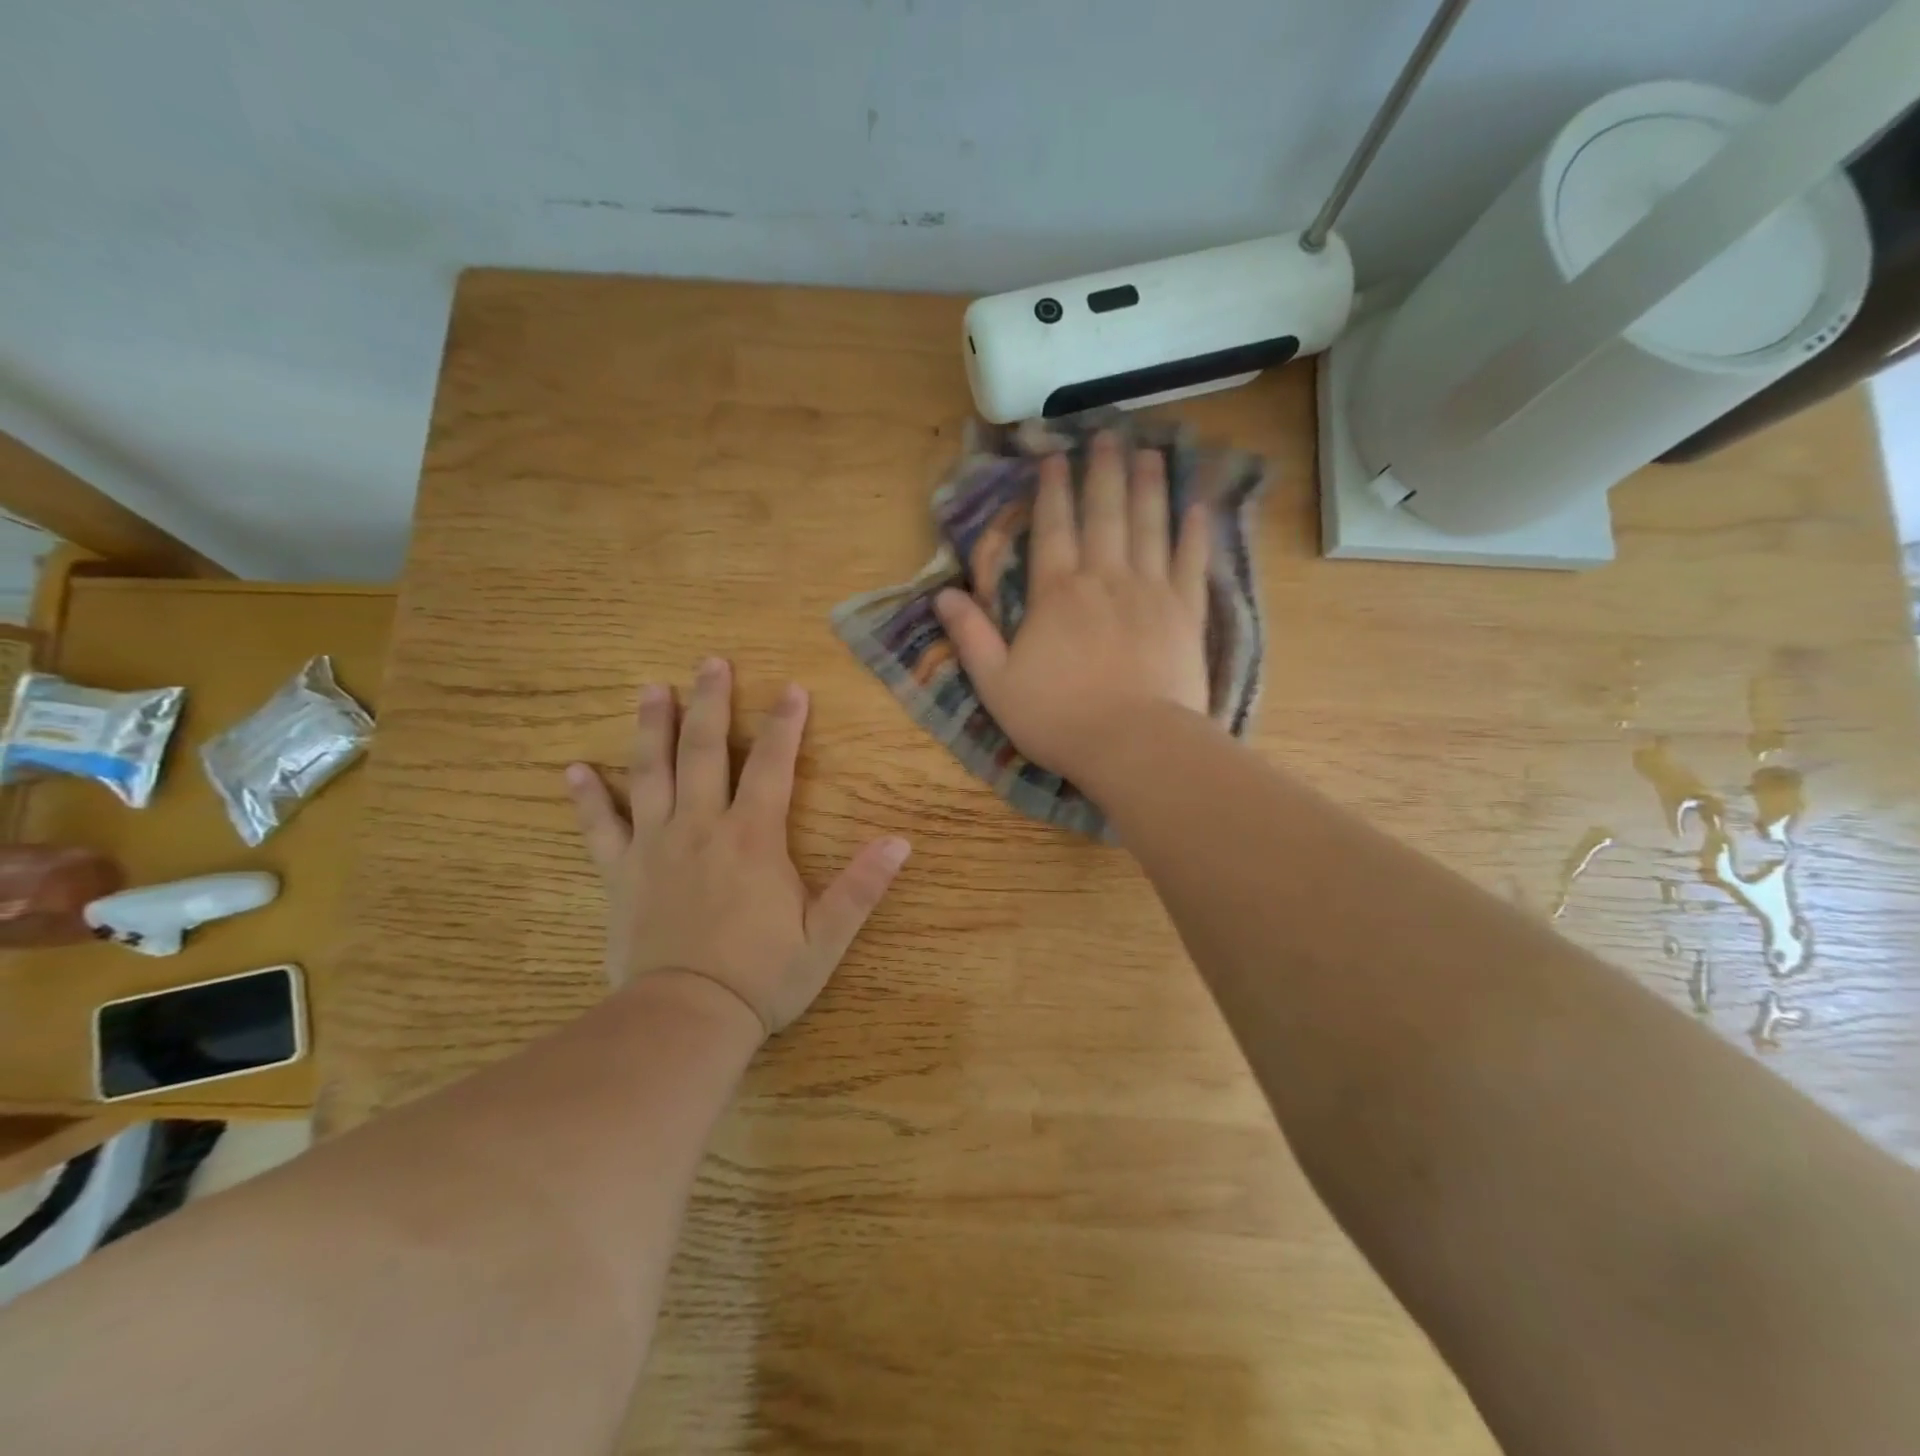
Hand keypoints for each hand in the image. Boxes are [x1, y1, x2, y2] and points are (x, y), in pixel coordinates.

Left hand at [564, 659, 910, 1037]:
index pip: (772, 765)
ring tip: (651, 689)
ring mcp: (654, 848)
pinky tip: (572, 770)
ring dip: (650, 728)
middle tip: (710, 662)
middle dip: (709, 703)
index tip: (791, 688)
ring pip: (649, 774)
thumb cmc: (762, 978)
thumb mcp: (825, 936)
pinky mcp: (620, 875)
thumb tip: (901, 842)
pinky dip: (586, 798)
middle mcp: (701, 828)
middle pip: (703, 751)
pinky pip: (599, 828)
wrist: (685, 1021)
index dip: (784, 724)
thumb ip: (862, 886)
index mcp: (753, 837)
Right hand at [934, 430, 1212, 779]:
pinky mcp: (1186, 614)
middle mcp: (1105, 579)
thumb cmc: (1058, 718)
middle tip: (1109, 434)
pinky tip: (1197, 507)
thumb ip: (971, 637)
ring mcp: (1151, 592)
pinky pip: (1191, 563)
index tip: (1056, 456)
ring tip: (1149, 452)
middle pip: (1105, 514)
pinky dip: (1194, 533)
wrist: (1133, 745)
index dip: (1052, 490)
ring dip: (1148, 487)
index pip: (1053, 528)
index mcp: (1056, 594)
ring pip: (1149, 526)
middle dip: (1104, 472)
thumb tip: (943, 596)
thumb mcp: (996, 684)